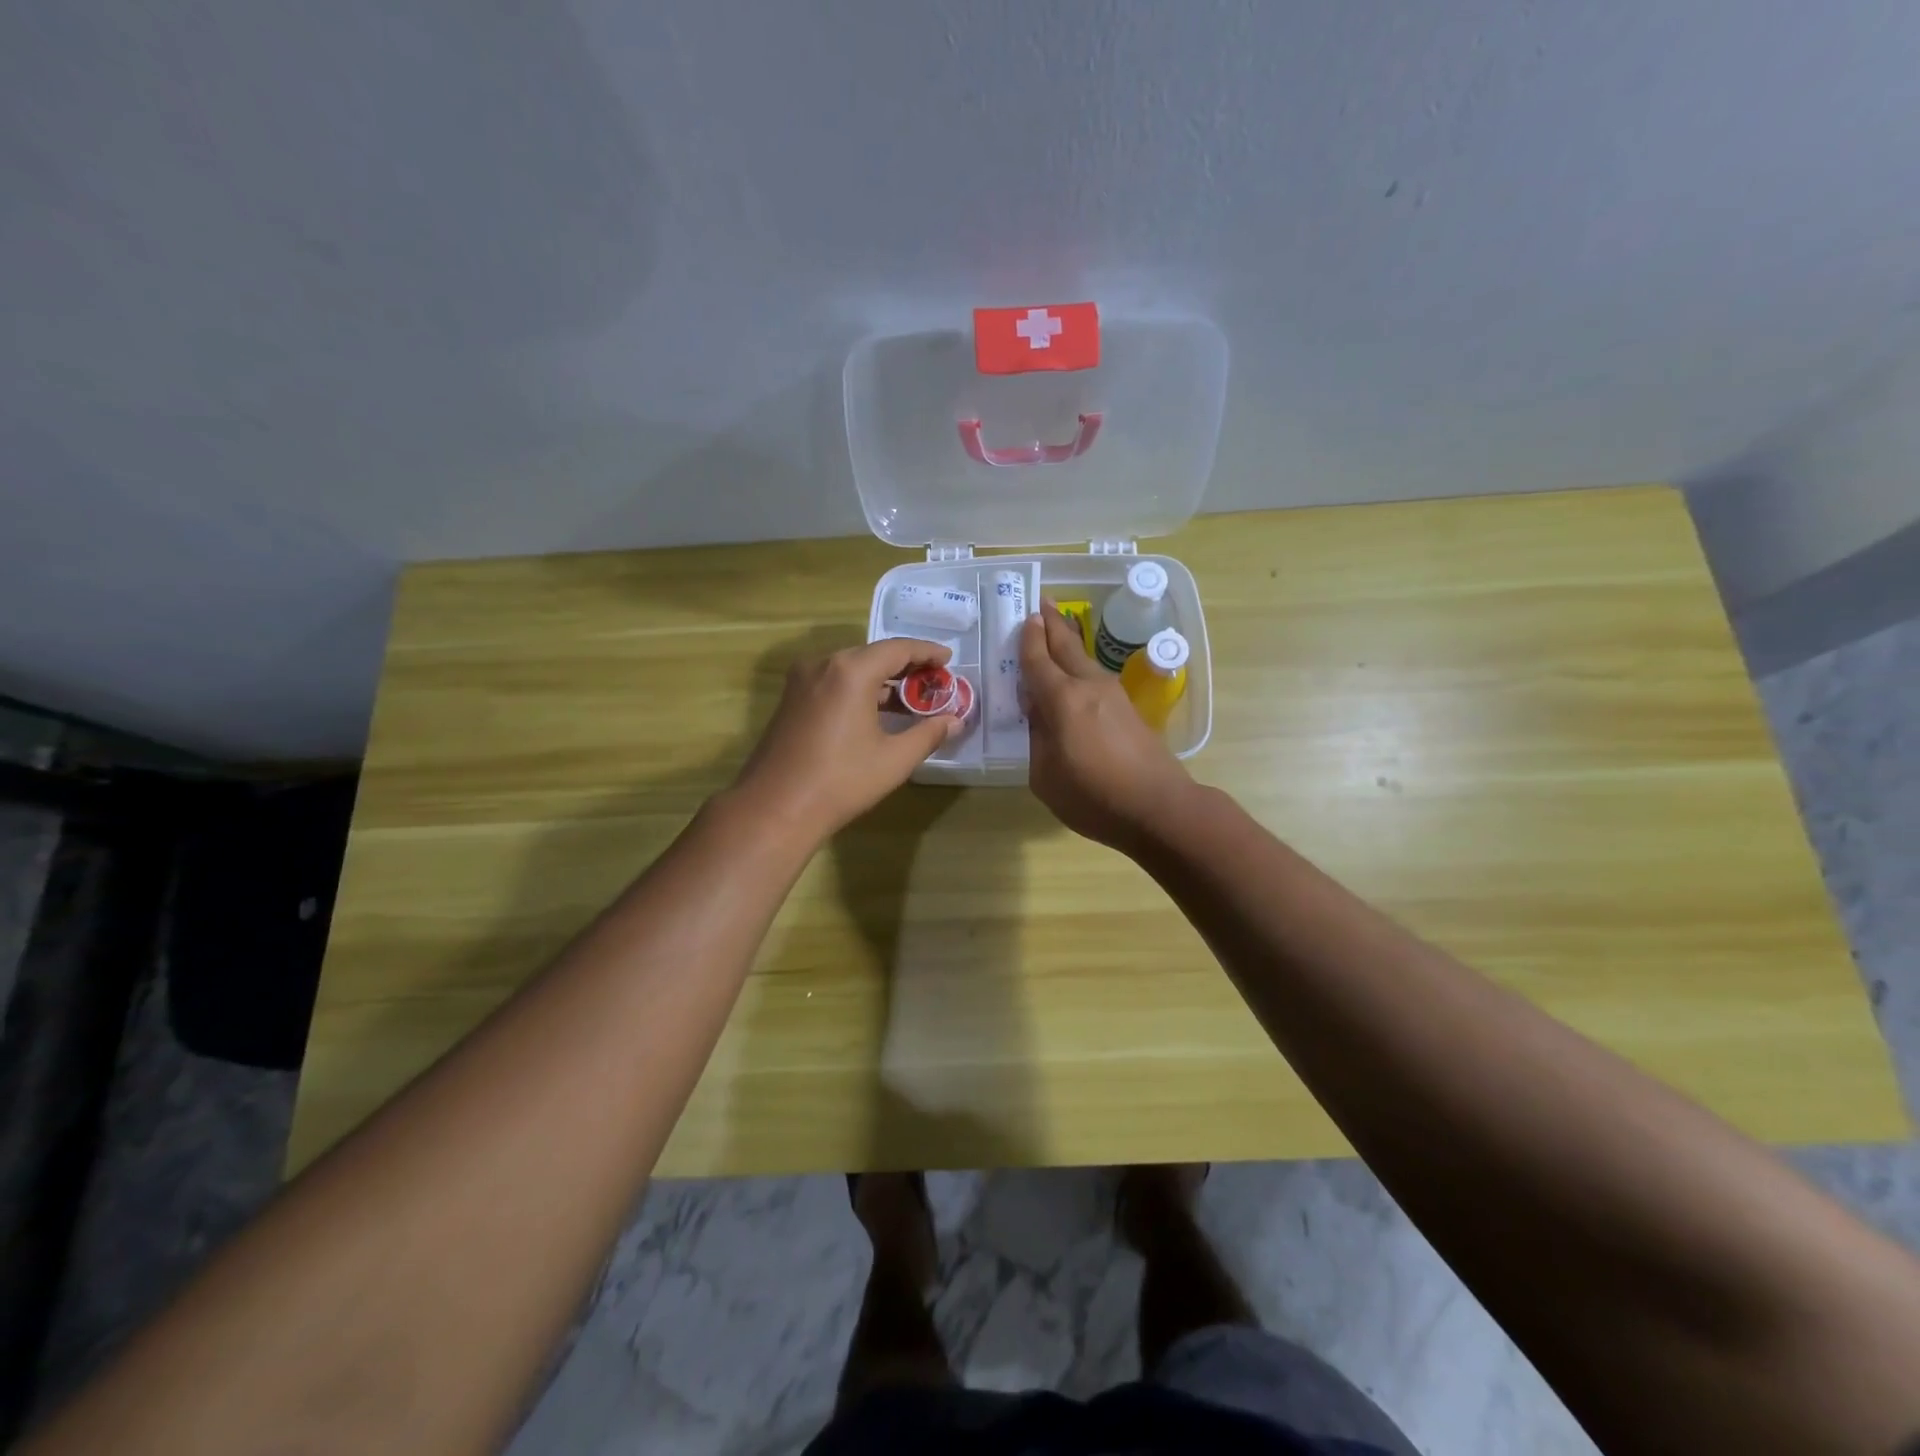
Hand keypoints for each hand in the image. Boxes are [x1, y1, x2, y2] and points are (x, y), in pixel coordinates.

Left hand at [730, 637, 960, 842]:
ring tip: (910, 698)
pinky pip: (833, 682)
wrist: (775, 808)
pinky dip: (858, 689)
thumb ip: (928, 734)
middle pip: (873, 654)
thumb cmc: (841, 781)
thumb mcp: (894, 759)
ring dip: (882, 679)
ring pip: (851, 668)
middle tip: (934, 681)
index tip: (949, 660)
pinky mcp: (791, 699)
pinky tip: (876, 711)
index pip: (898, 648)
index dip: (927, 652)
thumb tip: (955, 721)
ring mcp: (802, 681)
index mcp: (851, 671)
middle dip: (906, 666)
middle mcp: (823, 664)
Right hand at [1019, 603, 1193, 850]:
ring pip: (1084, 660)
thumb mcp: (1045, 775)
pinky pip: (1095, 678)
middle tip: (1042, 602)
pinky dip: (1080, 666)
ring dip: (1068, 642)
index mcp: (1063, 700)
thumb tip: (1039, 713)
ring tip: (1057, 629)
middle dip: (1052, 624)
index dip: (1028, 639)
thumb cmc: (1094, 797)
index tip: (1024, 617)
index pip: (1038, 661)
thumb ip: (1037, 738)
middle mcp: (1088, 687)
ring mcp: (1113, 695)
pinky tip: (1075, 673)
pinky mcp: (1128, 709)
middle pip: (1066, 647)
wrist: (1159, 808)